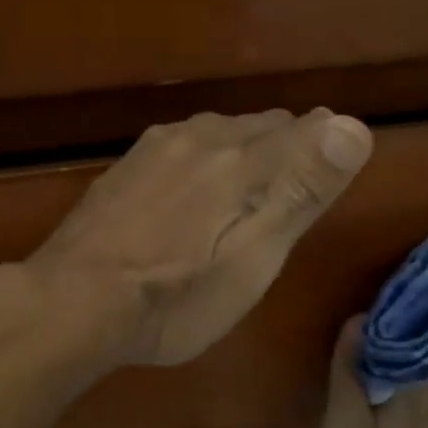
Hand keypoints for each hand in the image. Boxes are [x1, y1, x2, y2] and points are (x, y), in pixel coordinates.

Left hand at [27, 109, 373, 365]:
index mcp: (243, 160)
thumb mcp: (253, 259)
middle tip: (296, 187)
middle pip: (263, 126)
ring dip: (244, 149)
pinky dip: (202, 159)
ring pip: (220, 132)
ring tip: (247, 186)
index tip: (335, 170)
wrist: (74, 301)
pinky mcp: (126, 166)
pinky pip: (182, 145)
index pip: (306, 130)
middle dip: (288, 147)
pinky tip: (191, 188)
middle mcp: (202, 138)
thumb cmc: (177, 297)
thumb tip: (353, 125)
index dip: (328, 146)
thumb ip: (301, 190)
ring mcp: (157, 148)